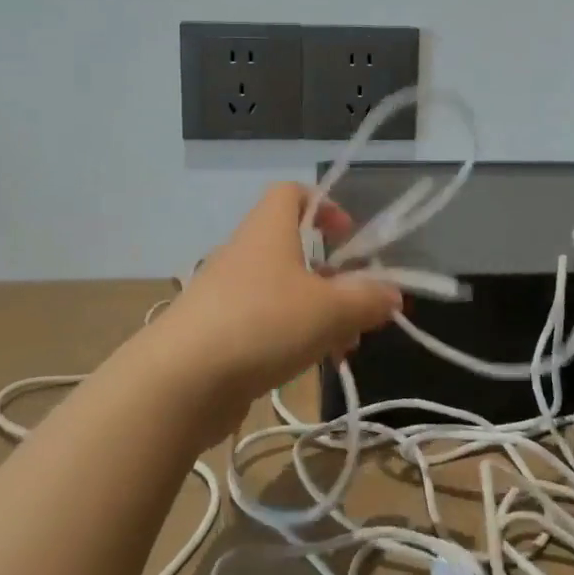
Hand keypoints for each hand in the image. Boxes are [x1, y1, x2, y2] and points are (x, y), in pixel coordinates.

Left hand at [155, 184, 402, 405]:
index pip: (291, 192)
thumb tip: (393, 294)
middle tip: (359, 307)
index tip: (349, 235)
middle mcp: (244, 253)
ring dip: (318, 314)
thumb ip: (368, 300)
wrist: (179, 382)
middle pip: (294, 250)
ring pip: (283, 292)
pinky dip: (290, 337)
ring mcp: (225, 294)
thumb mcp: (331, 310)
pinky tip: (310, 366)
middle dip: (333, 278)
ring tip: (343, 349)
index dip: (324, 205)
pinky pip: (263, 322)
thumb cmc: (263, 324)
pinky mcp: (214, 332)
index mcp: (268, 230)